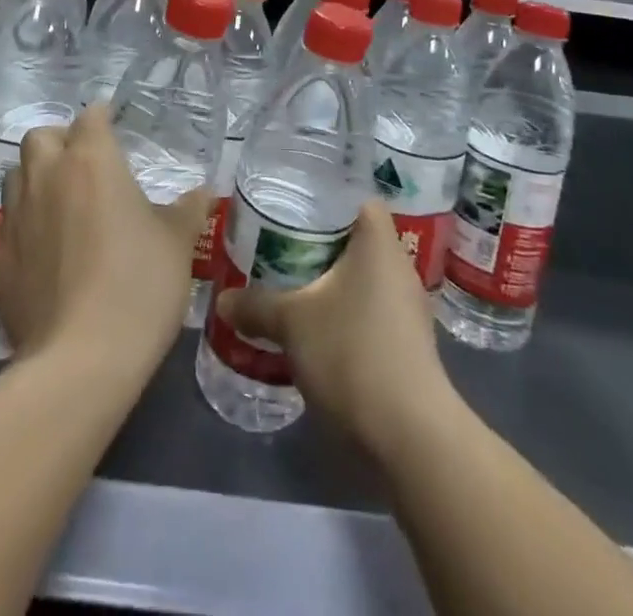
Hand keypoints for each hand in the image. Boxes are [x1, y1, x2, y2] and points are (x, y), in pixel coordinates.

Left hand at [0, 103, 208, 379]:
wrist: (80, 361)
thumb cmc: (139, 286)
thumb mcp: (178, 244)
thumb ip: (188, 210)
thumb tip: (203, 191)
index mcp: (91, 161)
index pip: (91, 117)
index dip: (103, 117)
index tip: (114, 125)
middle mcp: (46, 176)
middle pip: (41, 137)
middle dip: (60, 142)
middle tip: (83, 165)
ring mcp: (15, 217)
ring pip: (15, 177)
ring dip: (34, 179)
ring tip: (58, 203)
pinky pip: (6, 228)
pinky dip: (22, 229)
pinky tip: (40, 255)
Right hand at [216, 200, 460, 460]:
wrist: (409, 435)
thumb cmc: (352, 352)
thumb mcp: (292, 323)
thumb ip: (256, 305)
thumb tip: (223, 300)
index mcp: (379, 243)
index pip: (358, 199)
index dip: (327, 197)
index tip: (293, 204)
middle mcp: (399, 268)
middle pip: (358, 238)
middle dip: (320, 241)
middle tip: (278, 243)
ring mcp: (407, 309)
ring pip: (363, 278)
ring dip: (331, 281)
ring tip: (290, 284)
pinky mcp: (408, 345)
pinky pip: (370, 311)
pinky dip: (344, 312)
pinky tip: (314, 327)